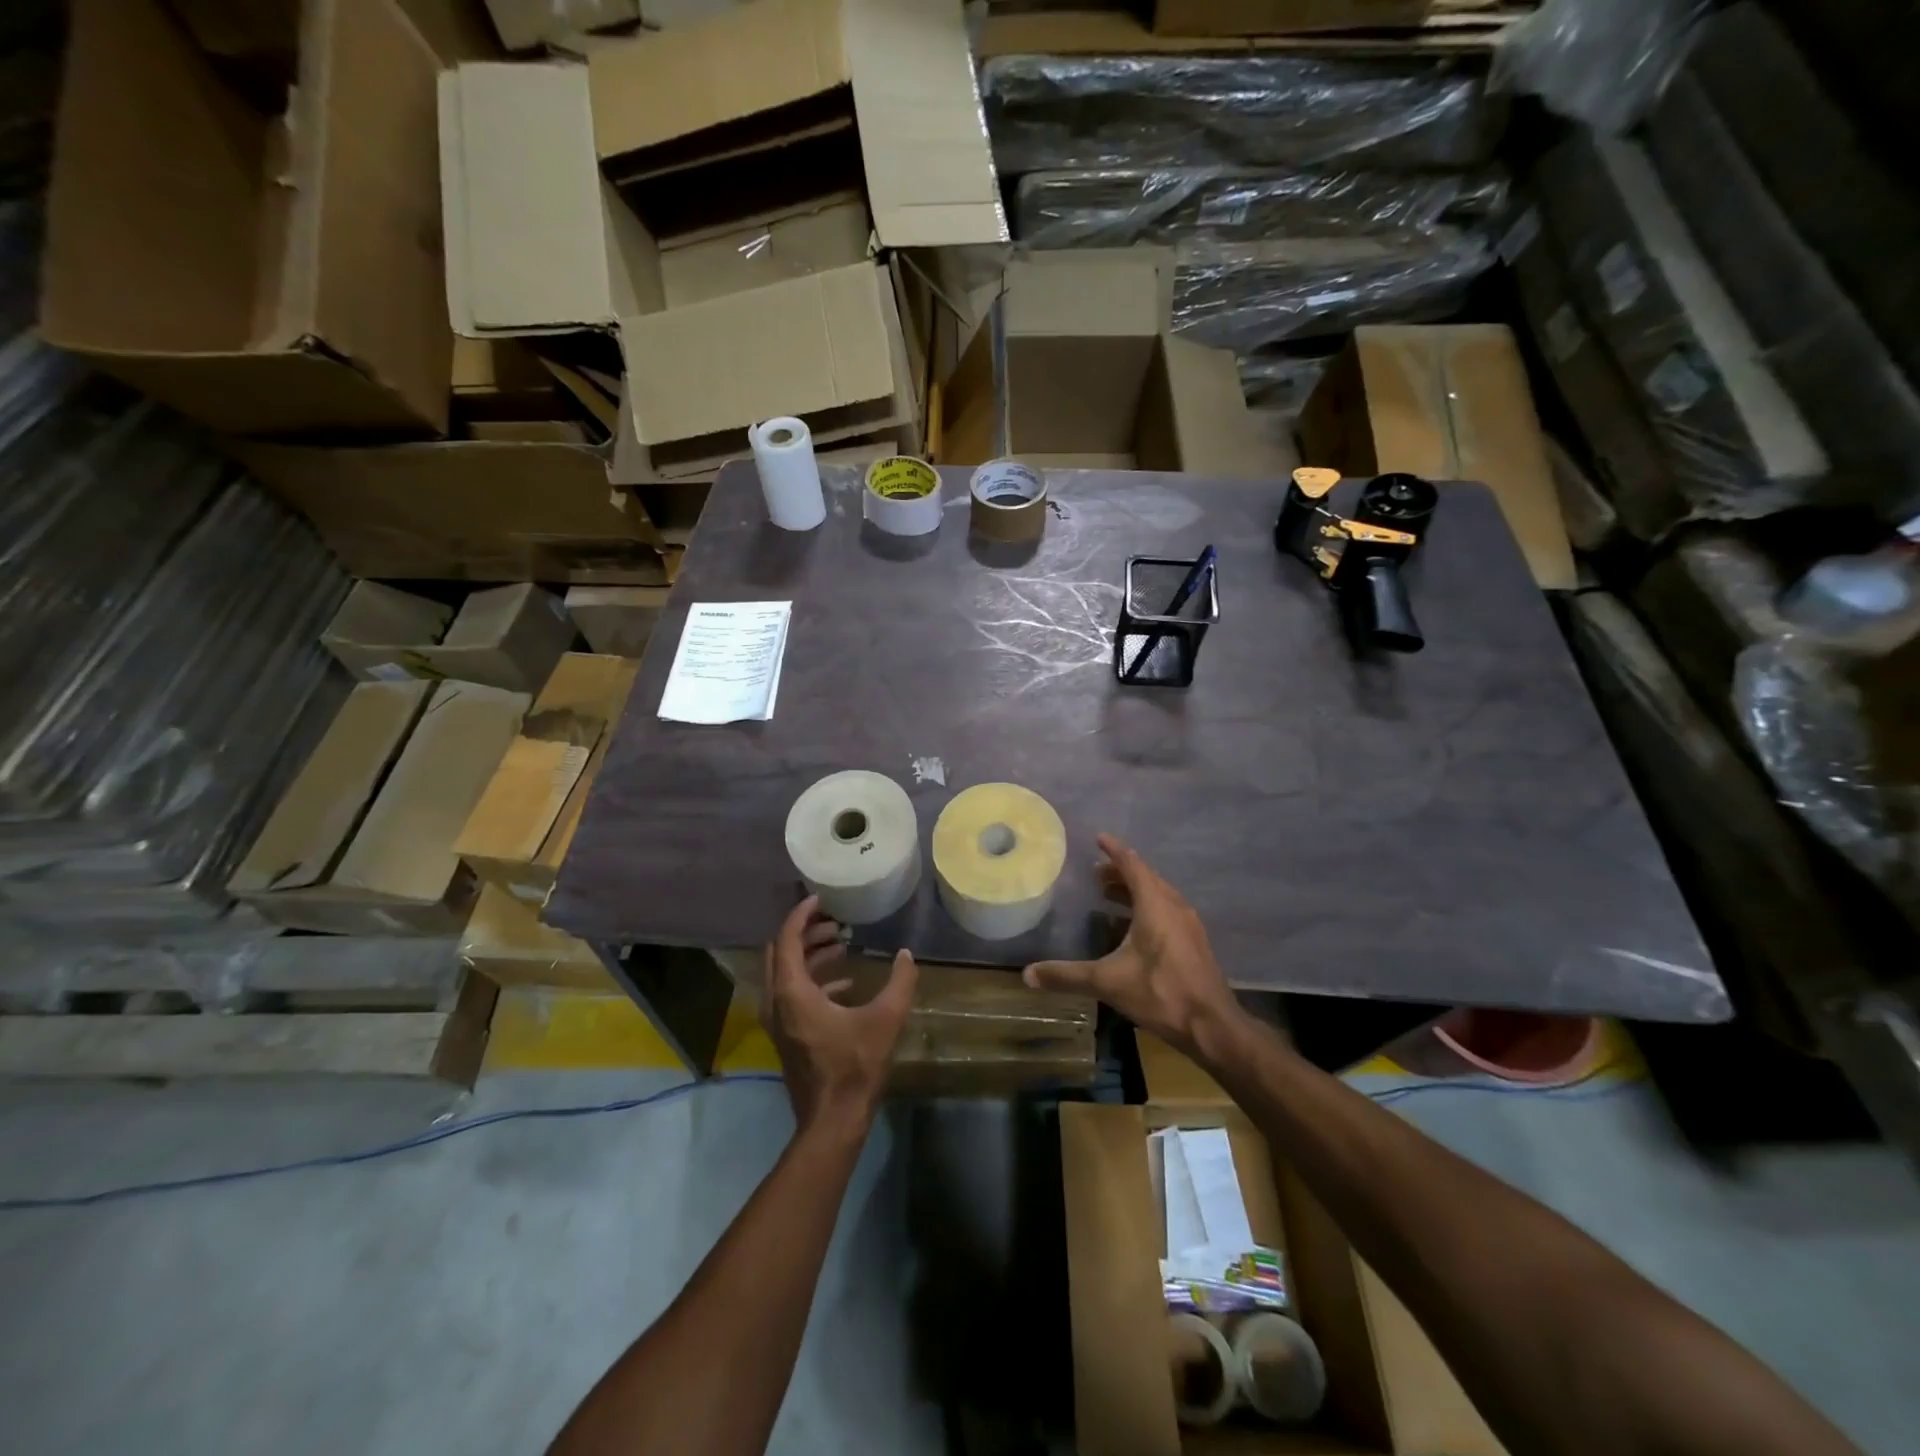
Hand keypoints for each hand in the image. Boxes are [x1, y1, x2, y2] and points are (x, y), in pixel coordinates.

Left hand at [761, 896, 917, 1137]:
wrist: (832, 1121)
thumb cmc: (854, 1067)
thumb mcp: (885, 1019)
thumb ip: (899, 982)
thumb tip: (906, 954)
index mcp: (793, 992)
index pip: (788, 939)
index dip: (802, 915)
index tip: (821, 899)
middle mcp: (777, 1002)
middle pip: (781, 953)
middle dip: (806, 932)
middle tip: (835, 921)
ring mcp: (779, 1021)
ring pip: (786, 973)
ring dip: (810, 954)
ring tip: (841, 943)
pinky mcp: (789, 1035)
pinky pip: (793, 994)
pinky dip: (814, 979)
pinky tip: (846, 983)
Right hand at [1023, 834, 1243, 1058]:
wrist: (1212, 1026)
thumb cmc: (1160, 993)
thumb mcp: (1107, 982)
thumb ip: (1067, 976)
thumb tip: (1027, 974)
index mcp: (1155, 904)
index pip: (1132, 865)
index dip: (1114, 850)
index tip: (1099, 838)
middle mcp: (1174, 906)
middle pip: (1146, 878)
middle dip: (1121, 872)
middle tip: (1096, 874)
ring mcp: (1189, 925)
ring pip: (1159, 895)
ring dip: (1135, 890)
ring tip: (1110, 895)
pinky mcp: (1195, 942)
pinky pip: (1167, 911)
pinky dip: (1147, 907)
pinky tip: (1134, 927)